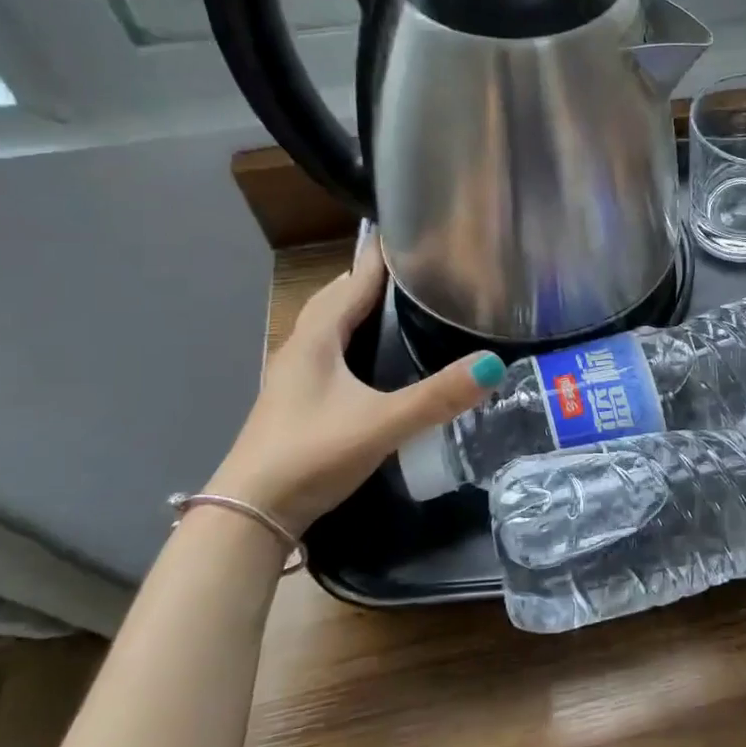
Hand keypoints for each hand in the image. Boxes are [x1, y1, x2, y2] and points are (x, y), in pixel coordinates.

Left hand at [206, 232, 504, 529]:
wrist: (251, 514)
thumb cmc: (312, 455)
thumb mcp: (382, 423)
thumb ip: (438, 396)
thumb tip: (494, 364)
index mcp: (317, 338)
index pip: (354, 280)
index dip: (384, 256)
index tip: (418, 232)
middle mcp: (302, 347)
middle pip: (338, 297)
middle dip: (374, 277)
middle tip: (419, 268)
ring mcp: (296, 375)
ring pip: (331, 325)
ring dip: (361, 307)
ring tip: (402, 303)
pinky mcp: (299, 400)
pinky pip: (331, 351)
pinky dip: (354, 337)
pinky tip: (375, 356)